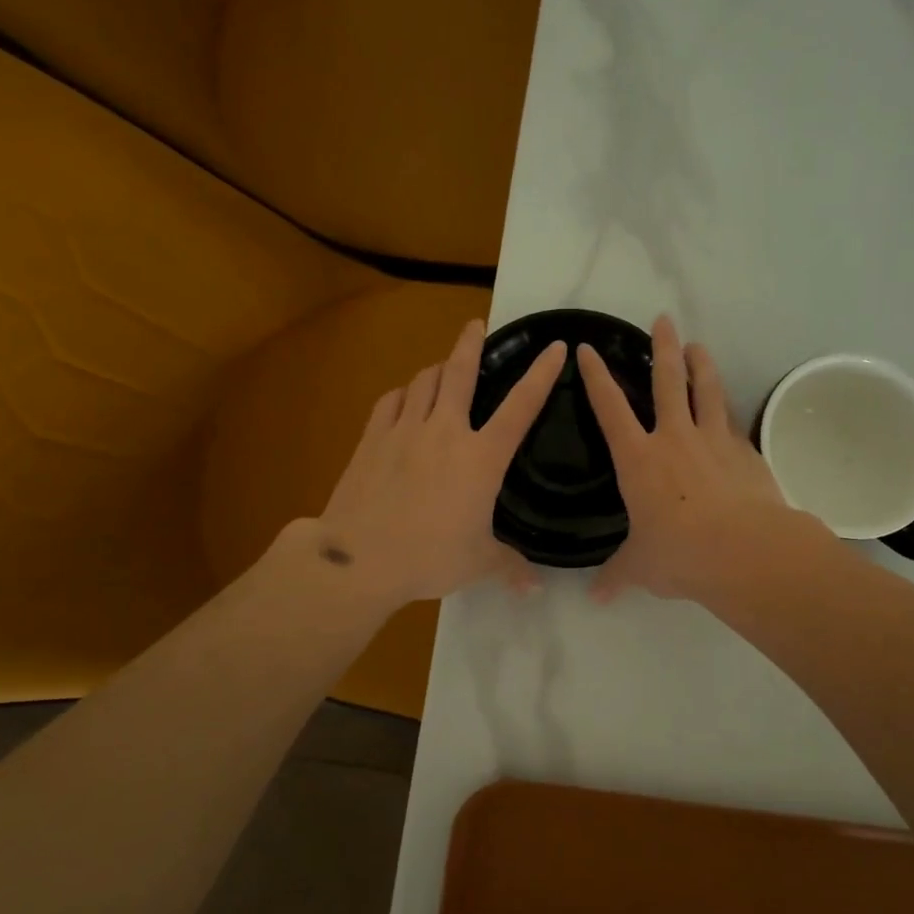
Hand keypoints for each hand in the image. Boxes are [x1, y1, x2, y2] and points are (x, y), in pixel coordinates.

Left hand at [318, 319, 565, 606]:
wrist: (359, 558)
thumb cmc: (428, 558)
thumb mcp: (477, 564)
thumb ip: (510, 567)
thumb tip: (536, 588)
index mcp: (481, 458)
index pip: (521, 407)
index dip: (541, 374)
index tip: (555, 347)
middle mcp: (445, 432)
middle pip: (460, 373)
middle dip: (470, 343)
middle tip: (476, 325)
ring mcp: (404, 430)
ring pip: (423, 381)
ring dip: (436, 368)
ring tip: (443, 367)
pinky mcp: (372, 438)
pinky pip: (391, 401)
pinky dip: (403, 393)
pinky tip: (404, 398)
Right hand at [577, 314, 789, 602]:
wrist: (744, 552)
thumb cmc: (679, 554)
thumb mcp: (641, 567)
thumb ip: (618, 575)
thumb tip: (596, 597)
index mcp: (638, 459)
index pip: (609, 408)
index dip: (596, 376)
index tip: (586, 348)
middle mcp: (673, 438)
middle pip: (666, 381)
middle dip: (662, 348)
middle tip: (662, 320)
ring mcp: (713, 441)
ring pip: (705, 391)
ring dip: (701, 364)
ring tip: (699, 344)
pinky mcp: (744, 453)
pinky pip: (732, 424)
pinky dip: (728, 412)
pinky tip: (729, 411)